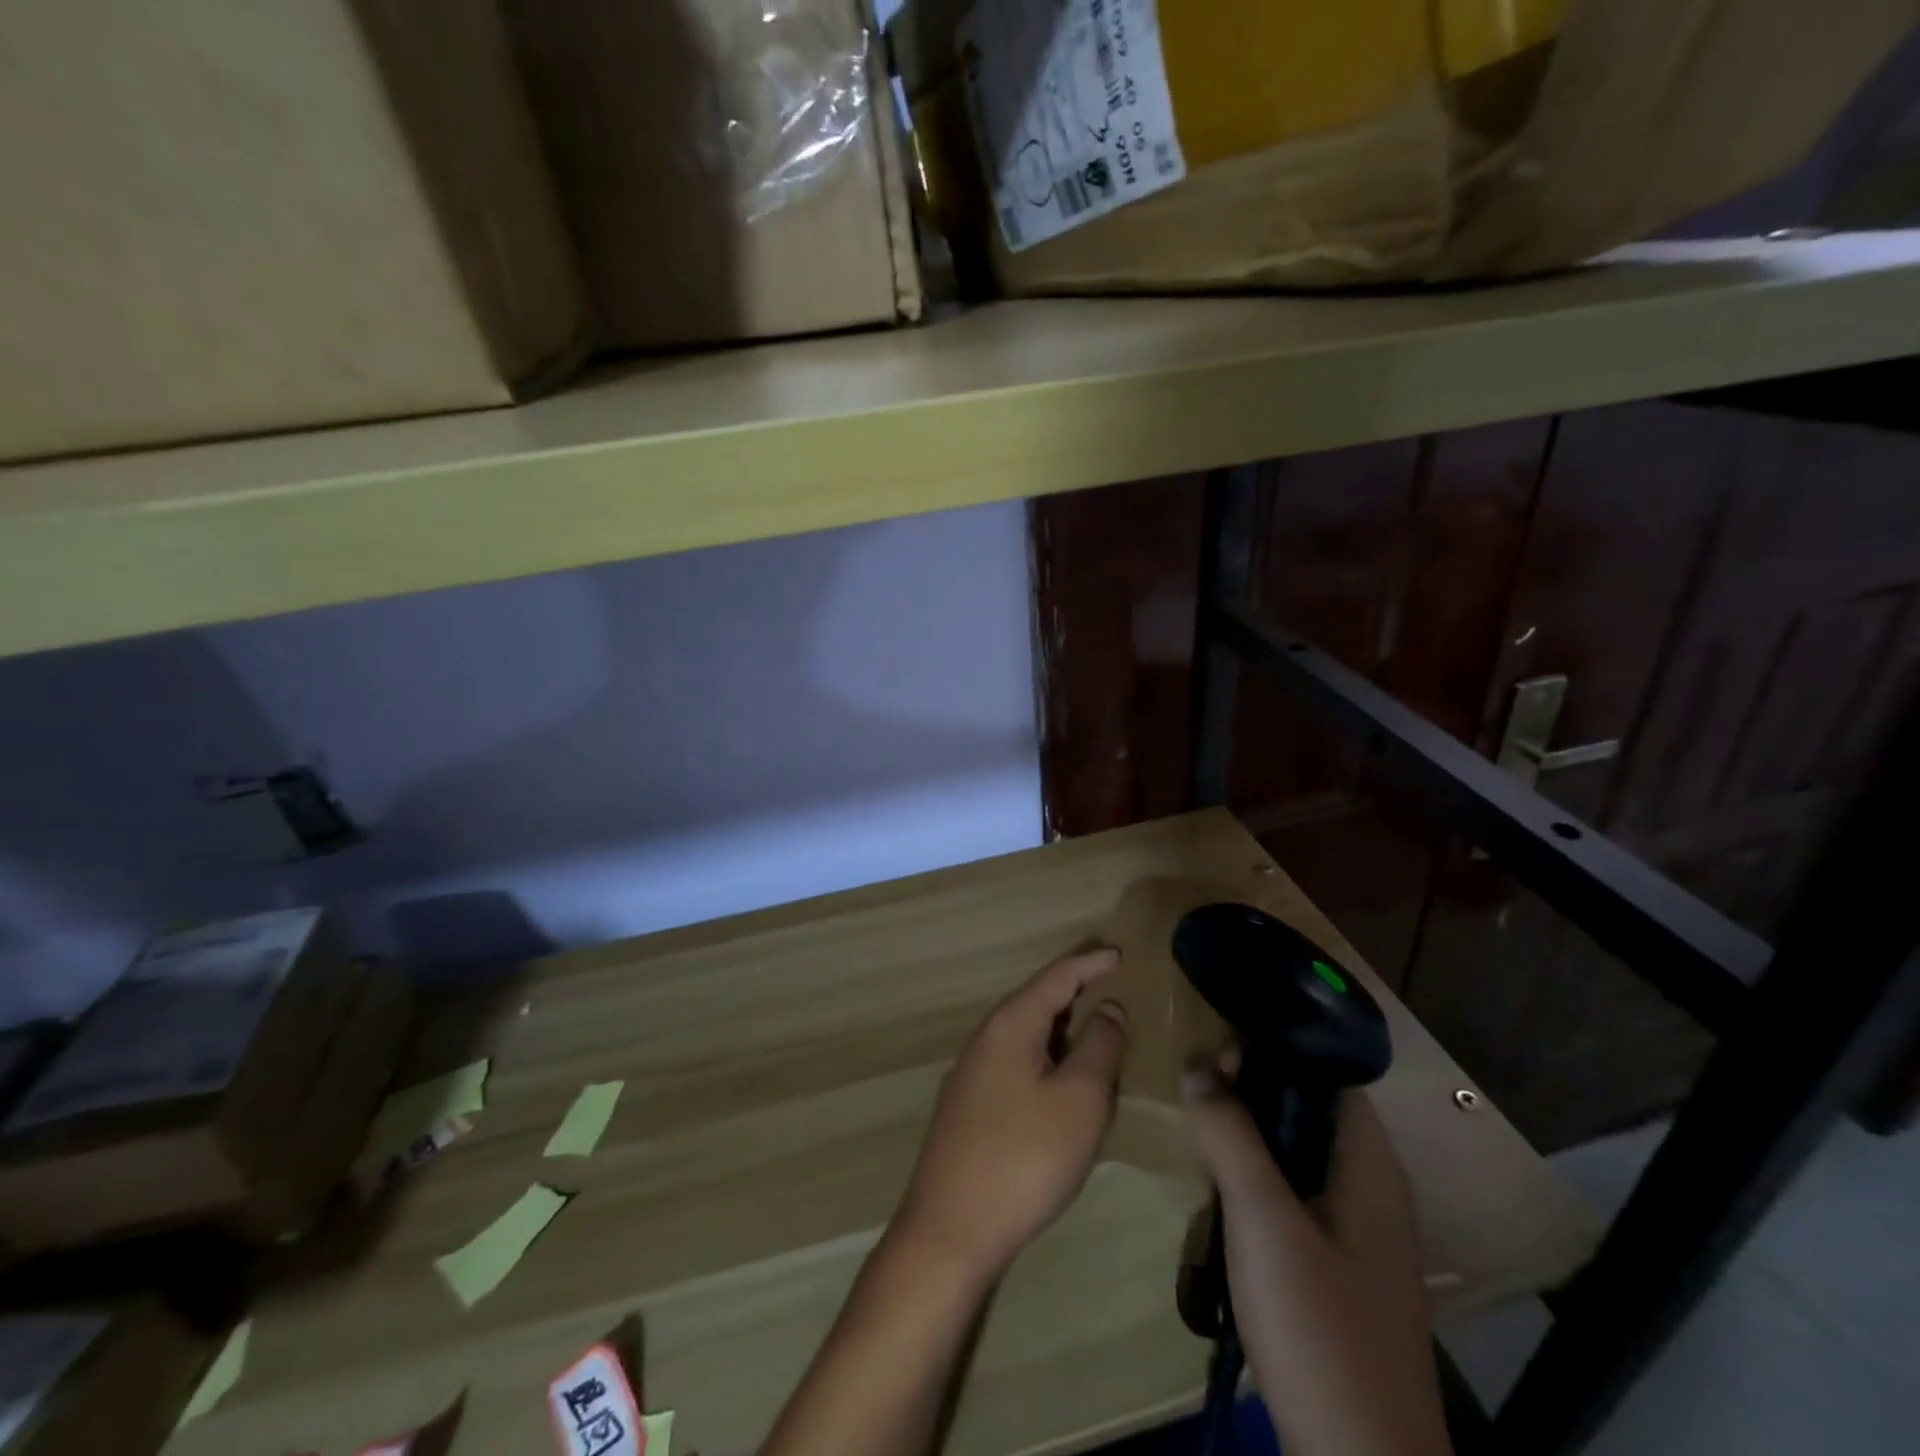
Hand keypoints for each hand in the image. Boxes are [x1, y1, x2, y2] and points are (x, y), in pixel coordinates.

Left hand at [894, 949, 1130, 1282]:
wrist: (950, 1230)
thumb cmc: (1025, 1157)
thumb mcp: (1080, 1099)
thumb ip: (1100, 1046)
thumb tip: (1109, 1008)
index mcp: (1011, 1024)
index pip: (1056, 976)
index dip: (1090, 963)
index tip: (1118, 953)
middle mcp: (987, 1037)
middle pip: (1038, 1001)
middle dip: (1076, 994)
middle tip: (1112, 991)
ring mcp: (973, 1073)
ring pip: (1027, 1035)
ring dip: (1063, 1032)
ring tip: (1097, 1037)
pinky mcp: (970, 1107)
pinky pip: (1017, 1063)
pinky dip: (1047, 1060)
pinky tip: (1063, 1086)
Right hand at [1183, 1060, 1452, 1455]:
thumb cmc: (1319, 1326)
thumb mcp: (1263, 1219)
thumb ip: (1230, 1134)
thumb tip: (1197, 1064)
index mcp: (1370, 1165)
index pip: (1329, 1073)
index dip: (1275, 1049)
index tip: (1217, 1045)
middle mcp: (1371, 1187)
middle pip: (1309, 1109)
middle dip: (1251, 1090)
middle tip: (1195, 1086)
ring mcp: (1356, 1230)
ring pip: (1296, 1152)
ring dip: (1248, 1134)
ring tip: (1198, 1125)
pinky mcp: (1336, 1265)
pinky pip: (1292, 1193)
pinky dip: (1256, 1175)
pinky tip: (1219, 1187)